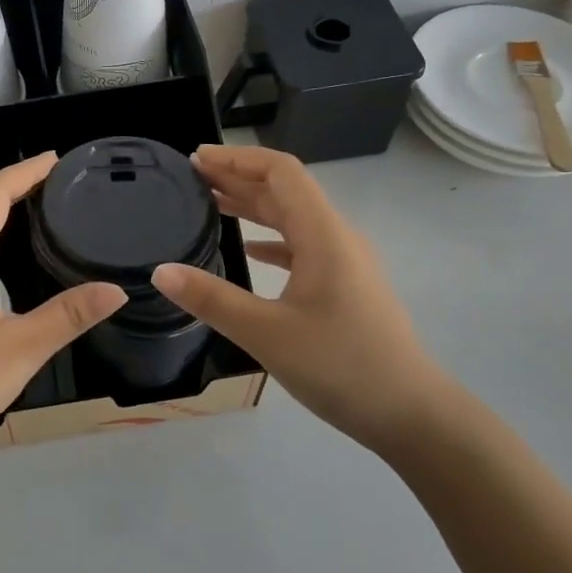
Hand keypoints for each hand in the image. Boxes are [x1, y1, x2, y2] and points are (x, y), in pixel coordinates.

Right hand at [151, 145, 456, 450]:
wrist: (411, 413)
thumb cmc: (341, 365)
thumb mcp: (266, 333)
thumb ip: (211, 299)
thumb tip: (160, 271)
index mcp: (322, 234)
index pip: (280, 172)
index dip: (237, 158)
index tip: (196, 159)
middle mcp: (336, 237)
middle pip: (285, 190)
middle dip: (238, 177)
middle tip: (191, 178)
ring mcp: (344, 262)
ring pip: (294, 218)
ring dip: (253, 205)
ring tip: (211, 203)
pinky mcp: (345, 285)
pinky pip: (302, 246)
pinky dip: (271, 238)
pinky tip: (248, 250)